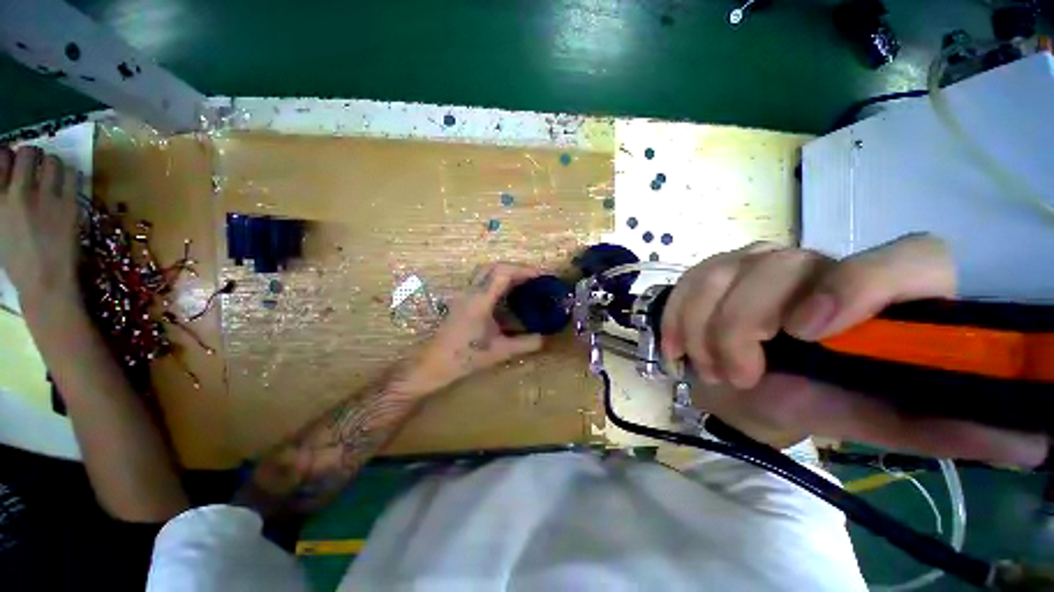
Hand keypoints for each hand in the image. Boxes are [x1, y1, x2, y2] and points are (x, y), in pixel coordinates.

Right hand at [0, 146, 80, 311]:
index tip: (13, 159)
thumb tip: (7, 180)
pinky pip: (73, 175)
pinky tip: (67, 181)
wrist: (45, 282)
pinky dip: (70, 173)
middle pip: (27, 153)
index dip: (8, 154)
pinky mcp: (69, 205)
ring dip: (52, 163)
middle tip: (35, 162)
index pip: (0, 157)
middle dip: (32, 154)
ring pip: (52, 160)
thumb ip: (2, 200)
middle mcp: (19, 194)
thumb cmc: (19, 259)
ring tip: (52, 172)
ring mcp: (46, 198)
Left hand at [403, 263, 545, 396]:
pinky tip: (506, 295)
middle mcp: (471, 291)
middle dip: (517, 268)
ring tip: (523, 284)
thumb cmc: (464, 357)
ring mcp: (464, 294)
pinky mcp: (462, 300)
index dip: (524, 270)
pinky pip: (482, 281)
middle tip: (534, 278)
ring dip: (506, 272)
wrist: (432, 364)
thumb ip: (524, 344)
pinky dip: (498, 281)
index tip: (542, 275)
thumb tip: (544, 338)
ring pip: (486, 272)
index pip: (503, 272)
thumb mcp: (499, 351)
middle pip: (494, 266)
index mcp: (480, 300)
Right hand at [661, 234, 1048, 466]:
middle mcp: (818, 261)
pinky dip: (677, 319)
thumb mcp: (879, 416)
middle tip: (737, 377)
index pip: (905, 257)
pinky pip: (686, 284)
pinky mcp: (713, 268)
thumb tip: (1038, 441)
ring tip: (707, 369)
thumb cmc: (818, 398)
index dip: (859, 285)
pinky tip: (677, 349)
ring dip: (705, 330)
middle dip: (743, 328)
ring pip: (720, 275)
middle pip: (780, 267)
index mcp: (882, 290)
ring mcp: (756, 259)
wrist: (750, 380)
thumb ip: (947, 425)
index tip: (809, 333)